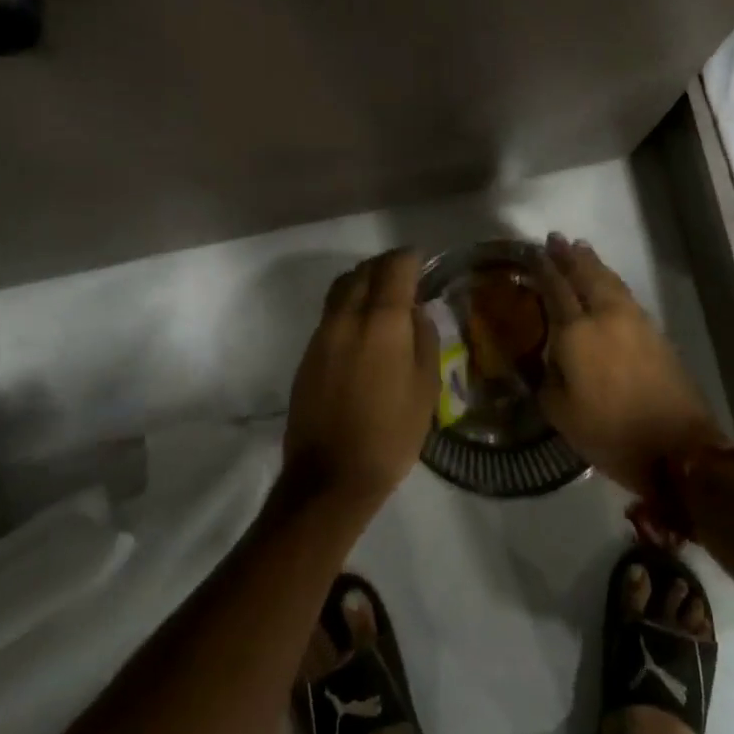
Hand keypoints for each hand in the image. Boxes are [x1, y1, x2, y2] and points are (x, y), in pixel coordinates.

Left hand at [282, 249, 438, 513]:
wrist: (330, 477)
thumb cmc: (390, 433)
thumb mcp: (426, 387)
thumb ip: (424, 338)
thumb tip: (415, 312)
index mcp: (382, 321)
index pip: (395, 267)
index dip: (410, 257)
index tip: (422, 260)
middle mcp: (347, 317)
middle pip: (364, 270)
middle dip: (386, 265)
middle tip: (405, 275)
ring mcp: (322, 333)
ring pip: (342, 287)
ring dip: (363, 281)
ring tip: (382, 296)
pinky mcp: (307, 353)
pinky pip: (331, 312)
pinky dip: (349, 304)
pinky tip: (362, 327)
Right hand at [532, 233, 730, 498]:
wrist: (679, 448)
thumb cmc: (611, 434)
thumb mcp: (562, 414)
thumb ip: (548, 378)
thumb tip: (547, 357)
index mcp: (576, 333)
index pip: (555, 289)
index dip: (543, 269)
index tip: (533, 252)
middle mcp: (605, 316)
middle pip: (585, 275)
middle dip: (569, 256)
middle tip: (555, 238)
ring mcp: (634, 320)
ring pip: (609, 280)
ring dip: (592, 263)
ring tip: (580, 249)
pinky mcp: (654, 331)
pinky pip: (624, 293)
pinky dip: (610, 280)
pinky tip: (606, 281)